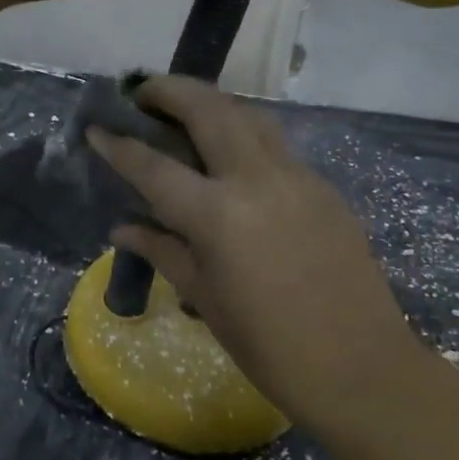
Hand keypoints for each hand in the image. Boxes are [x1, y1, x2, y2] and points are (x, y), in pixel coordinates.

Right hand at [87, 76, 418, 419]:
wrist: (362, 369)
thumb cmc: (270, 346)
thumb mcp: (205, 297)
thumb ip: (162, 250)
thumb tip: (123, 226)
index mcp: (219, 215)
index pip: (155, 167)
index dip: (119, 145)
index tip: (96, 127)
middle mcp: (258, 179)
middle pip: (209, 109)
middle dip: (171, 90)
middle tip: (144, 94)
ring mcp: (298, 177)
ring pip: (250, 116)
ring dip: (213, 104)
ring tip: (188, 113)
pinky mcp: (324, 187)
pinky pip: (276, 146)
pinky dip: (245, 136)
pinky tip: (233, 161)